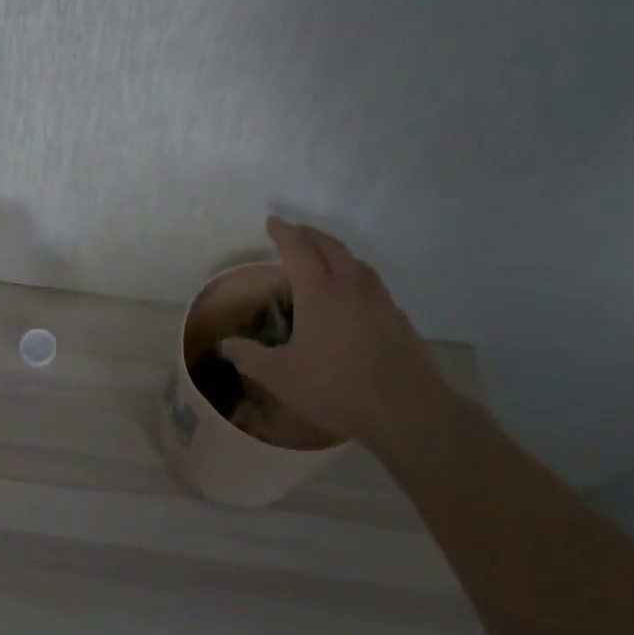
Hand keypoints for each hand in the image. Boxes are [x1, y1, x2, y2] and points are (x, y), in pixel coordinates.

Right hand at [218, 216, 449, 445]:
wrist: (408, 412)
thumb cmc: (336, 388)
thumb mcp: (280, 377)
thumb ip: (249, 357)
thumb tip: (225, 344)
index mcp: (320, 292)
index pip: (298, 249)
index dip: (283, 233)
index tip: (272, 222)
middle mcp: (351, 286)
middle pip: (330, 246)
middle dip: (309, 235)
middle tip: (294, 233)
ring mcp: (379, 300)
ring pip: (354, 261)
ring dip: (334, 251)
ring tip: (321, 257)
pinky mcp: (398, 317)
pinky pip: (370, 281)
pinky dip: (353, 274)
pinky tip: (350, 294)